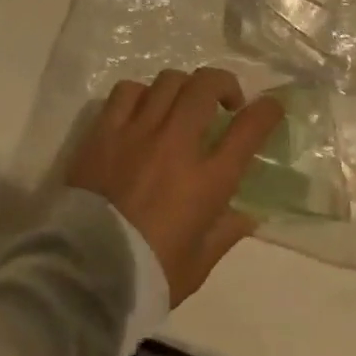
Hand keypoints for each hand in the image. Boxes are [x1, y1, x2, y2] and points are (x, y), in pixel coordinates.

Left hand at [66, 68, 283, 303]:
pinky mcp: (105, 129)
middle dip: (224, 84)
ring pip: (169, 81)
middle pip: (206, 86)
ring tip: (183, 105)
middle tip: (225, 102)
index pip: (248, 130)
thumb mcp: (197, 266)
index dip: (266, 111)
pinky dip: (142, 94)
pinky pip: (128, 91)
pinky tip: (143, 109)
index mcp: (206, 181)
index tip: (272, 106)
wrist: (83, 275)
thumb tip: (247, 215)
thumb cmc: (147, 274)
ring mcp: (138, 130)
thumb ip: (224, 233)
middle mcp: (176, 144)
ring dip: (184, 88)